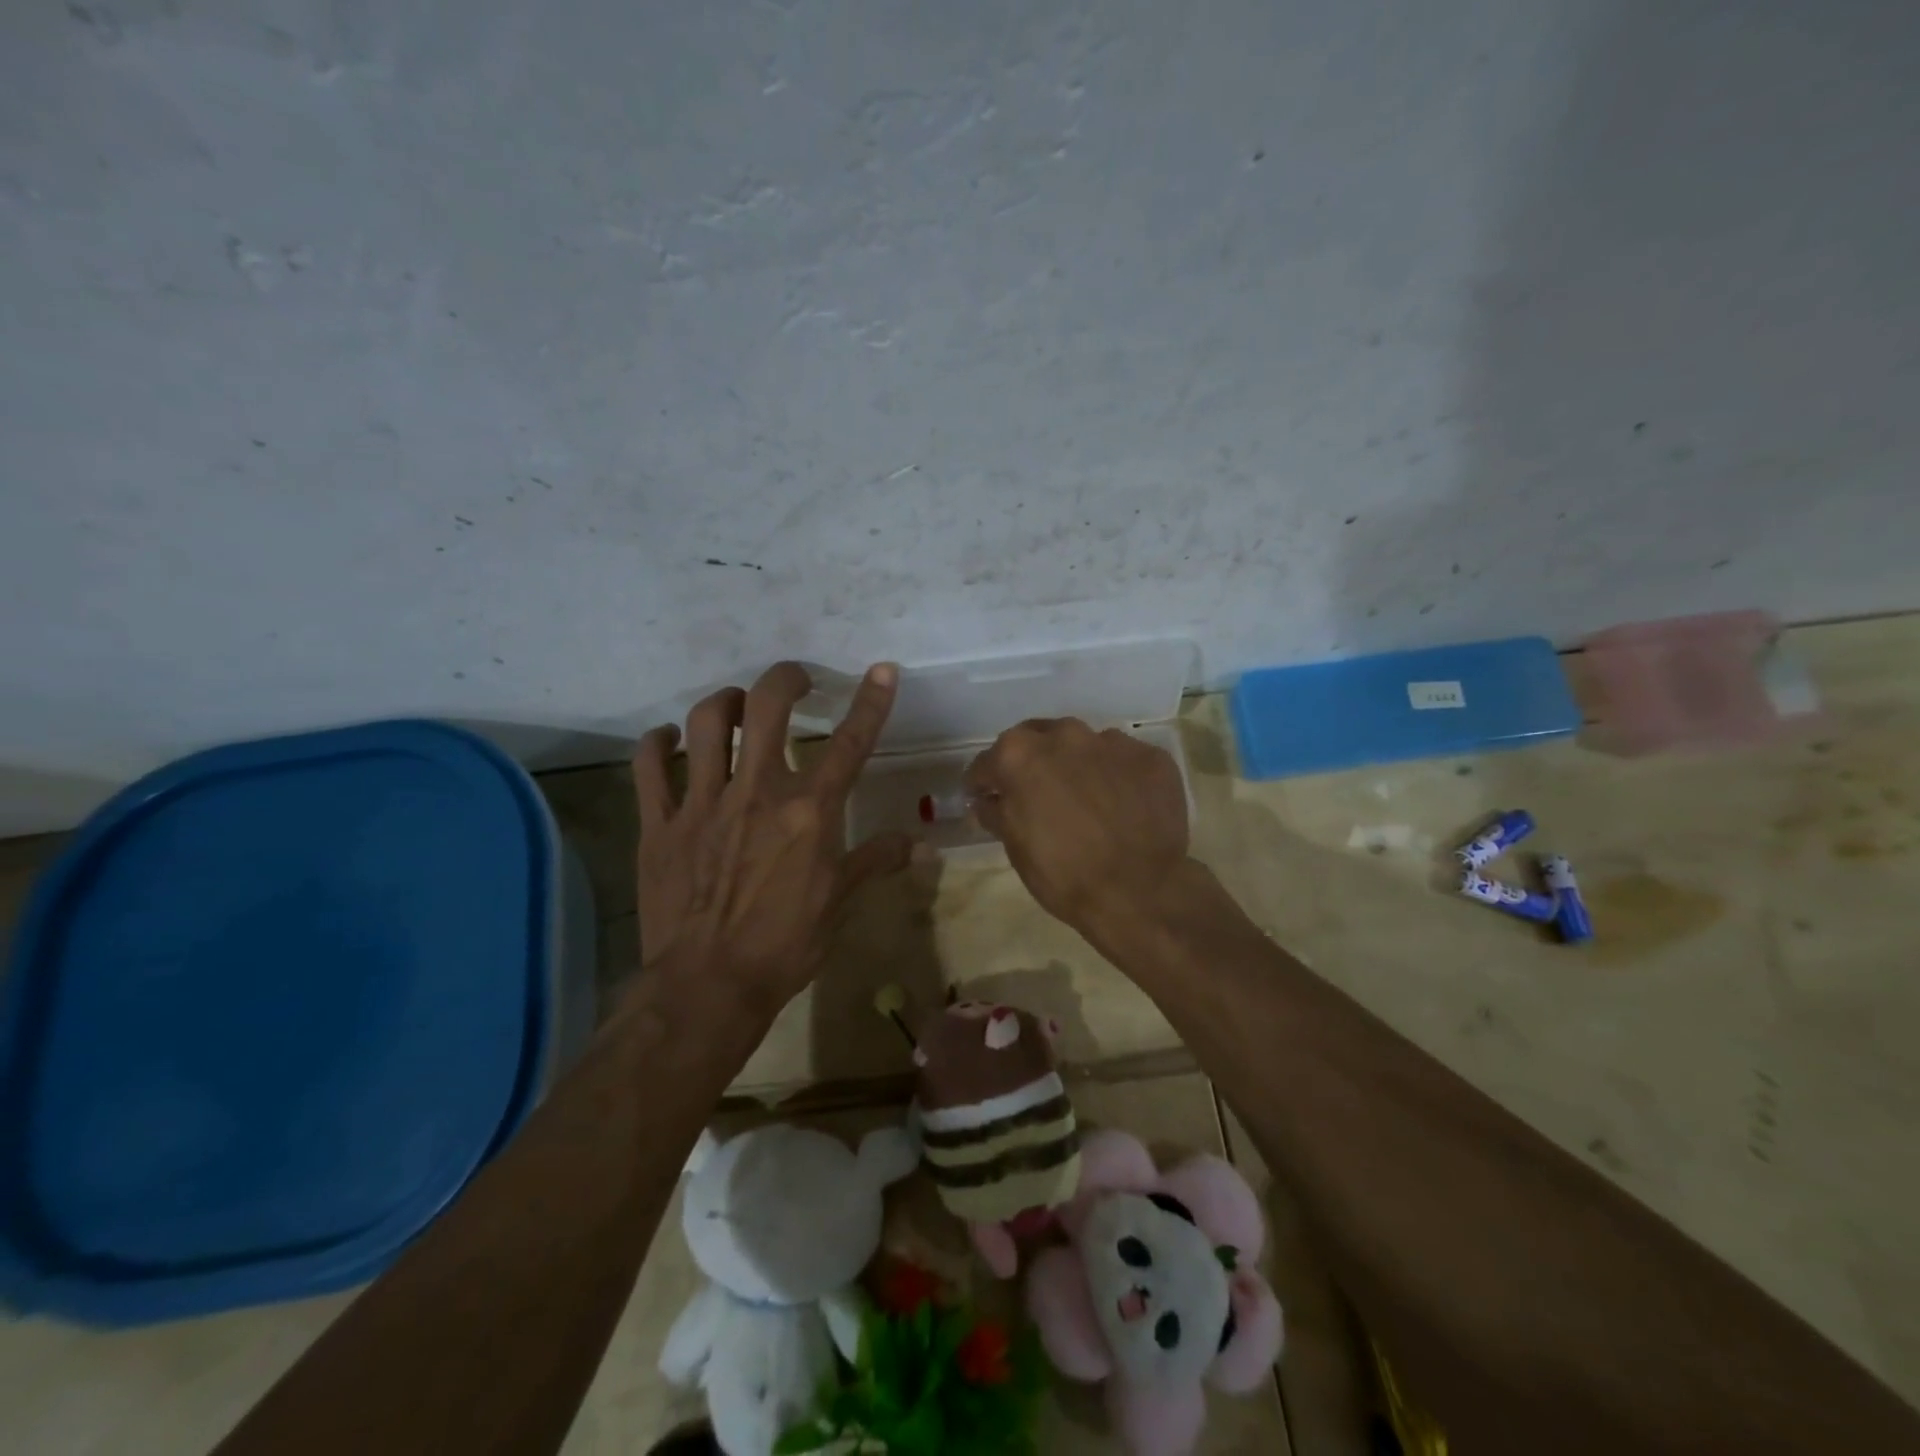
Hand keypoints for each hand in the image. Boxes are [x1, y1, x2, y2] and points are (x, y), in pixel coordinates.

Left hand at [631, 662, 911, 1013]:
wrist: (708, 987)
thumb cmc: (784, 946)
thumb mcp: (838, 903)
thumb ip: (876, 861)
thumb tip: (923, 848)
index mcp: (809, 812)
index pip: (848, 744)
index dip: (870, 701)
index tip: (882, 670)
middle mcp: (757, 792)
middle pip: (767, 708)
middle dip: (785, 680)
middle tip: (795, 682)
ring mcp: (703, 803)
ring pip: (706, 723)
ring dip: (726, 703)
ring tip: (737, 709)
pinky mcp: (661, 823)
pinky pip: (649, 765)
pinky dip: (658, 743)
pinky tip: (669, 741)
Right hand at [964, 718, 1189, 928]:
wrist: (1140, 893)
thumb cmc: (1064, 875)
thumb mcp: (1016, 848)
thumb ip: (997, 812)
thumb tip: (988, 800)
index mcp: (1020, 754)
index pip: (988, 763)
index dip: (984, 784)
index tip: (987, 798)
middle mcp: (1065, 735)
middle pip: (1037, 741)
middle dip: (1032, 763)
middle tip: (1038, 796)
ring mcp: (1112, 742)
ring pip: (1083, 746)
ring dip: (1077, 766)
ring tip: (1086, 800)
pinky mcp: (1151, 757)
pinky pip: (1123, 760)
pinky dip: (1116, 776)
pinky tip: (1122, 805)